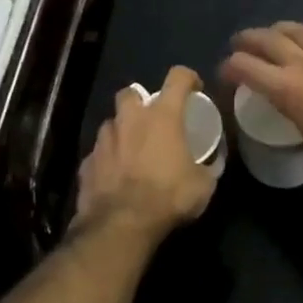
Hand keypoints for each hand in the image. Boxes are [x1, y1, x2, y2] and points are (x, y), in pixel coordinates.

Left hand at [75, 67, 216, 236]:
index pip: (178, 77)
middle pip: (131, 93)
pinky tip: (115, 176)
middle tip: (151, 119)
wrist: (121, 225)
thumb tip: (215, 162)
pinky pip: (98, 153)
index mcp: (162, 116)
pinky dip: (107, 160)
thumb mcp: (203, 186)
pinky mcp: (87, 162)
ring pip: (111, 123)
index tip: (194, 88)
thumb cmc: (167, 197)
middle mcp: (130, 119)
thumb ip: (210, 168)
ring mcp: (104, 140)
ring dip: (122, 131)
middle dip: (140, 101)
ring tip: (132, 150)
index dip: (188, 78)